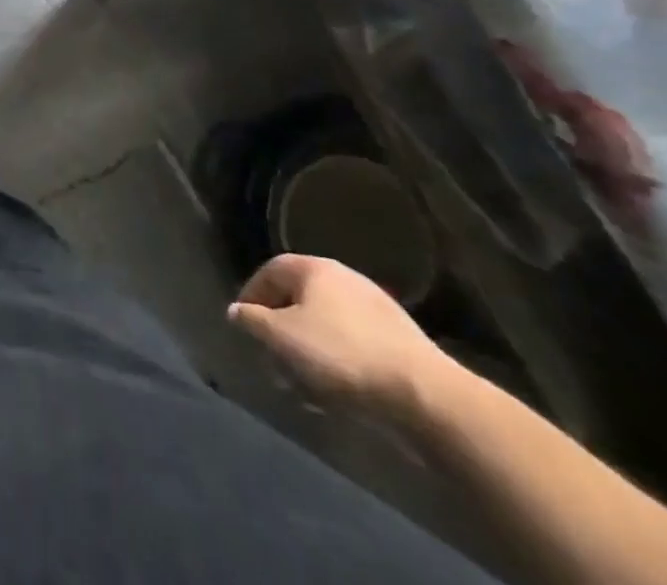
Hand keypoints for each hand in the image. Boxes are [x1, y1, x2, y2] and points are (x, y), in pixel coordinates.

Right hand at [228, 254, 454, 419]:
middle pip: (300, 299)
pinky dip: (339, 362)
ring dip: (310, 350)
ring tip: (304, 384)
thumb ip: (251, 321)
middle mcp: (345, 278)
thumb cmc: (340, 355)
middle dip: (282, 329)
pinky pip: (355, 345)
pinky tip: (338, 392)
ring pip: (328, 325)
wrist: (428, 398)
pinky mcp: (402, 343)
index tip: (243, 326)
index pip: (270, 272)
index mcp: (315, 268)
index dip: (251, 296)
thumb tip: (238, 312)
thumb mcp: (280, 337)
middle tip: (273, 358)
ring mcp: (379, 310)